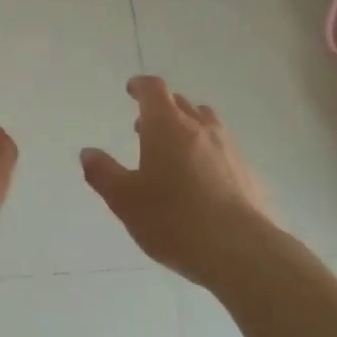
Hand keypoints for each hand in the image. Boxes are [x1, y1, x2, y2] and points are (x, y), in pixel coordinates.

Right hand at [81, 76, 270, 287]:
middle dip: (161, 108)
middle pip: (180, 103)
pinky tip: (203, 179)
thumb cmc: (173, 219)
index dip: (141, 86)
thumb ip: (103, 173)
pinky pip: (223, 150)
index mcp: (166, 125)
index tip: (132, 89)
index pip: (154, 89)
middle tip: (145, 126)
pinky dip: (208, 152)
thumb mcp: (125, 200)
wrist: (240, 250)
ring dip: (187, 127)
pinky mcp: (248, 172)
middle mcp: (199, 127)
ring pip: (206, 123)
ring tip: (175, 149)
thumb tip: (88, 153)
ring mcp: (228, 148)